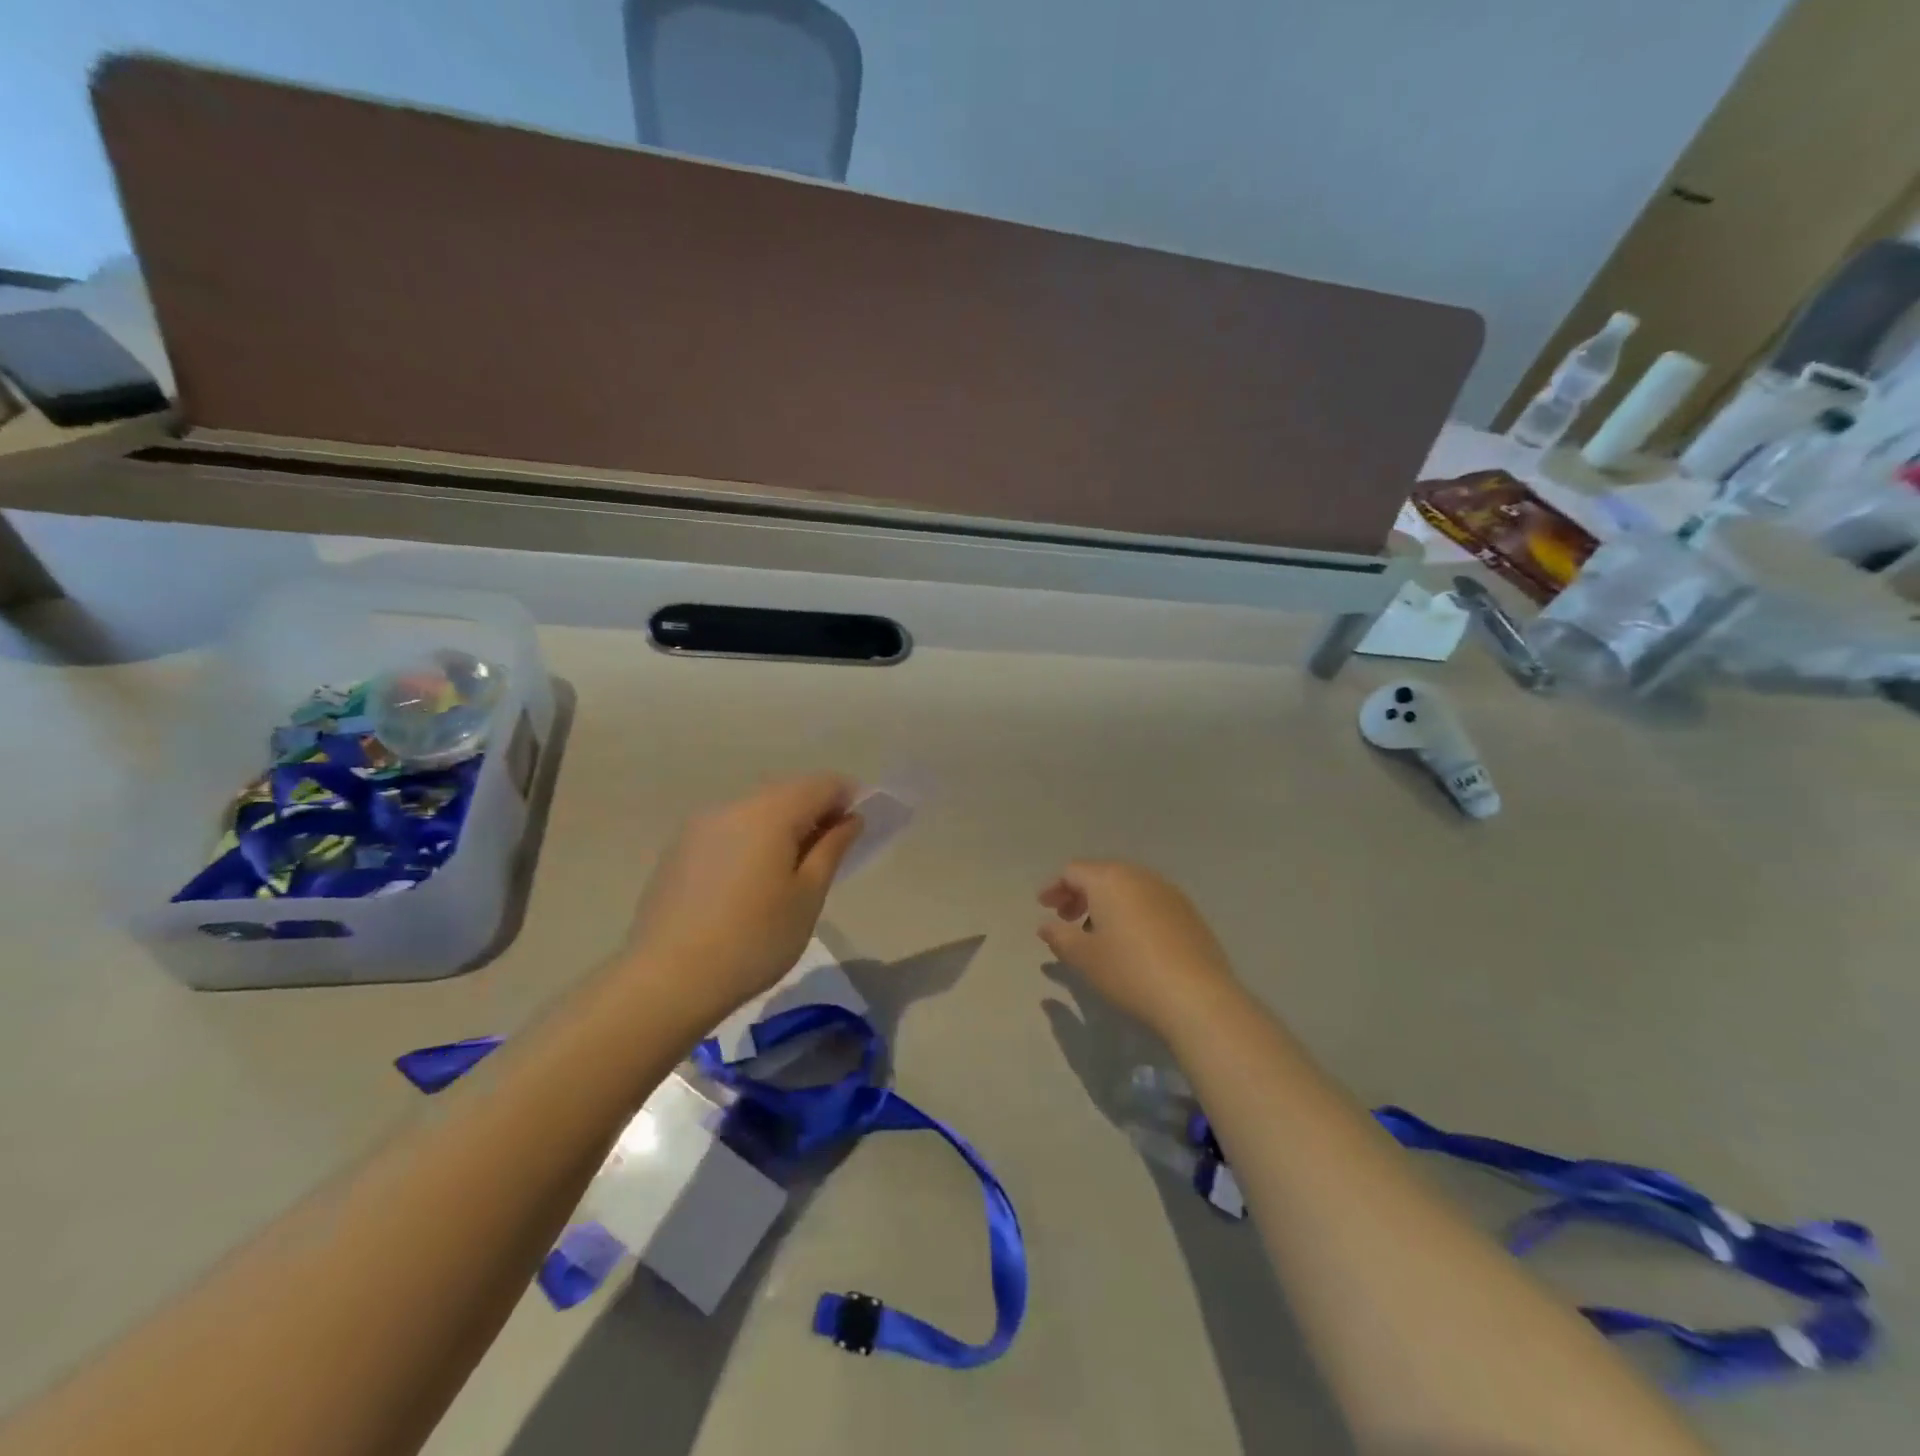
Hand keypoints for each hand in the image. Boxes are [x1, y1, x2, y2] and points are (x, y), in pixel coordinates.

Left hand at [626, 774, 862, 1020]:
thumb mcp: (808, 897)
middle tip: (829, 852)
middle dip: (813, 811)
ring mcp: (699, 826)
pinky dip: (750, 840)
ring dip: (780, 826)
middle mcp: (733, 806)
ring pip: (754, 810)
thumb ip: (831, 849)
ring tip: (789, 871)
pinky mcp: (678, 850)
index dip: (847, 798)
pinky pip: (728, 830)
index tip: (857, 828)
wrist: (667, 979)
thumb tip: (849, 818)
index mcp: (770, 813)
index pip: (821, 784)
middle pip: (786, 792)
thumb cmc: (754, 940)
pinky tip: (749, 882)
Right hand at [1037, 861, 1242, 1038]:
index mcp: (1109, 879)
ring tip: (1097, 932)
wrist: (1197, 996)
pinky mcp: (1189, 913)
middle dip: (1080, 893)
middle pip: (1101, 874)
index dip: (1055, 887)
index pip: (1073, 871)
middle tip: (1066, 918)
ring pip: (1128, 887)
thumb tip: (1046, 926)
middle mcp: (1139, 876)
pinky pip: (1150, 901)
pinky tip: (1131, 941)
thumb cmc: (1129, 971)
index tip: (1044, 907)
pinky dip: (1132, 912)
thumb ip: (1059, 937)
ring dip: (1106, 903)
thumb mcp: (1084, 958)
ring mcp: (1169, 892)